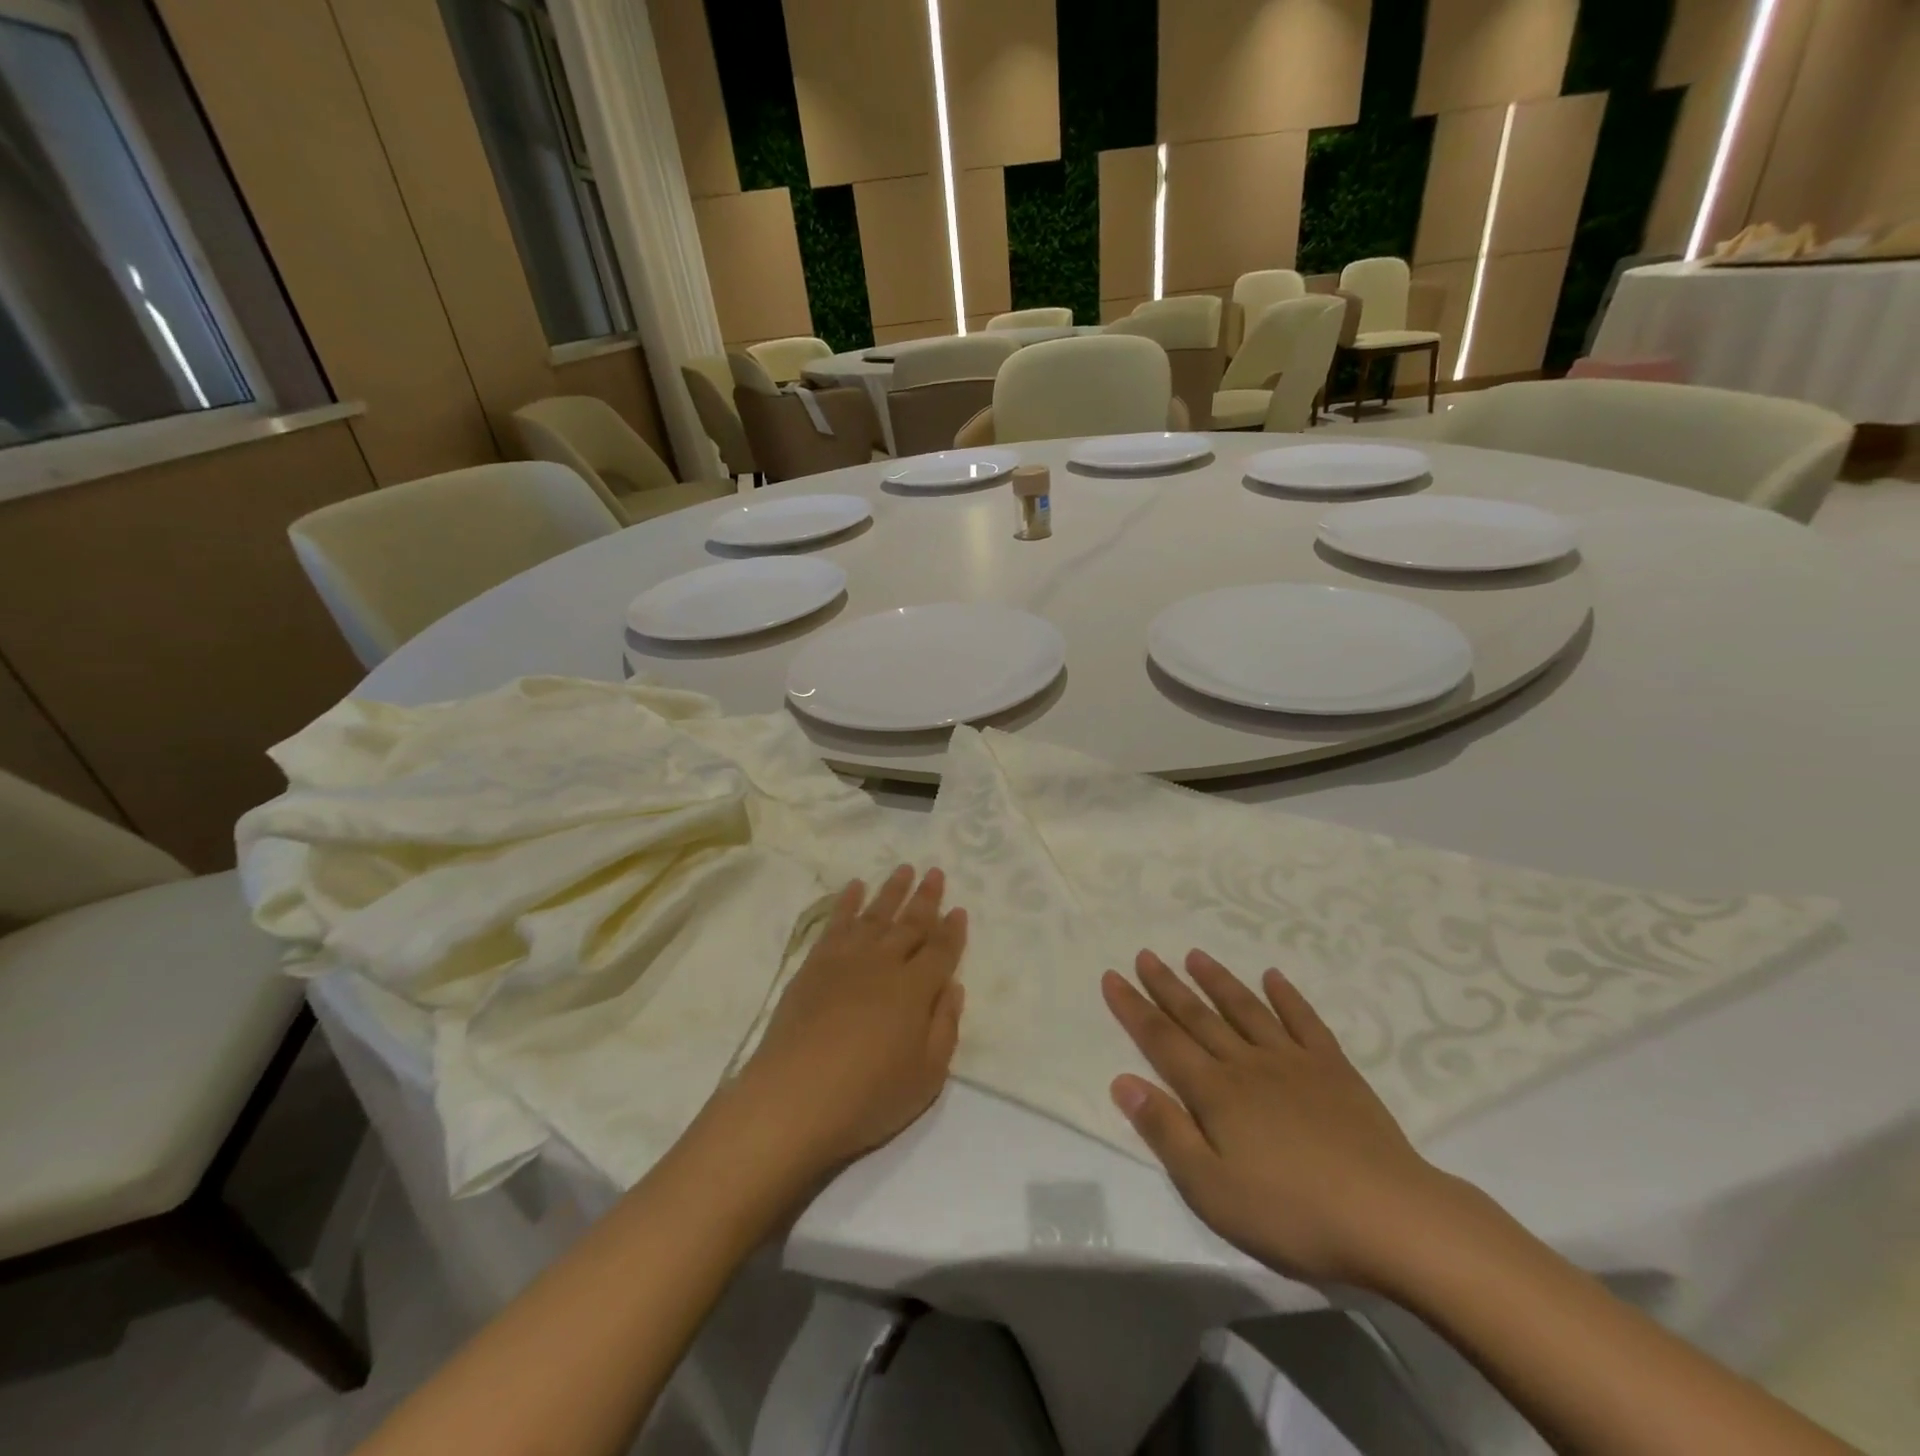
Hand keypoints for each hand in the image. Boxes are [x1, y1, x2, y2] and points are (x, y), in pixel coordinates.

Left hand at [733, 867, 966, 1177]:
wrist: (795, 1098)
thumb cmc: (869, 1096)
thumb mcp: (927, 1076)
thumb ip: (945, 1026)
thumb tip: (953, 986)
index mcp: (916, 989)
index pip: (941, 950)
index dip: (953, 930)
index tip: (959, 909)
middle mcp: (885, 963)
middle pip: (911, 923)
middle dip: (926, 898)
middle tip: (936, 872)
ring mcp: (847, 959)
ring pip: (876, 914)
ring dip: (892, 890)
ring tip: (904, 868)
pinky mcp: (814, 964)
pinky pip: (836, 923)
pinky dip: (847, 902)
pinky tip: (854, 887)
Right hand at [1103, 949, 1460, 1288]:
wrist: (1391, 1217)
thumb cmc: (1291, 1213)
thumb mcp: (1212, 1188)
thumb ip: (1166, 1132)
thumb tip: (1122, 1080)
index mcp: (1215, 1093)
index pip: (1162, 1040)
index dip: (1133, 1008)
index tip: (1112, 977)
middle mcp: (1247, 1064)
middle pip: (1198, 1017)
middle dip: (1166, 986)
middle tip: (1145, 954)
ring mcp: (1293, 1062)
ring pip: (1245, 1010)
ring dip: (1218, 981)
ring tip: (1195, 955)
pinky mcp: (1334, 1070)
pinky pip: (1305, 1022)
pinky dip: (1287, 997)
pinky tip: (1274, 977)